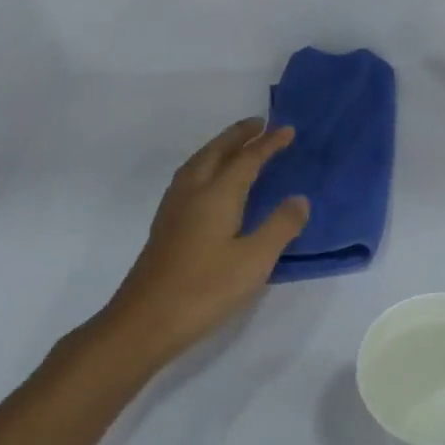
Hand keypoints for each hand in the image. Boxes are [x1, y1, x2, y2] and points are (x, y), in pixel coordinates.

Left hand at [103, 119, 310, 362]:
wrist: (146, 320)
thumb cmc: (205, 289)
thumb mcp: (255, 260)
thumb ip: (280, 226)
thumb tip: (299, 199)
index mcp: (216, 195)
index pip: (247, 160)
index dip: (268, 144)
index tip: (287, 130)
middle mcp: (192, 193)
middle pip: (215, 153)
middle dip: (238, 136)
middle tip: (259, 124)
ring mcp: (174, 210)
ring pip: (198, 164)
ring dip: (218, 148)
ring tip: (235, 145)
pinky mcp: (165, 227)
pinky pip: (189, 179)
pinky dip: (206, 166)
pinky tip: (209, 183)